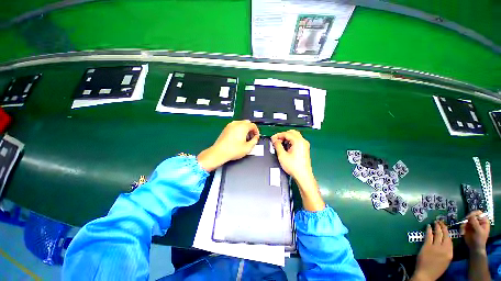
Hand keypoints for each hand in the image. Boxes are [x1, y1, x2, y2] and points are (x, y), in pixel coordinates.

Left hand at [197, 120, 258, 171]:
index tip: (256, 137)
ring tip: (245, 138)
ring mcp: (230, 125)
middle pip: (247, 123)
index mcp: (242, 126)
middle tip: (251, 137)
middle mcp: (236, 124)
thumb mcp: (248, 147)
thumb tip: (256, 138)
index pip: (253, 125)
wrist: (219, 152)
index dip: (256, 131)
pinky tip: (238, 138)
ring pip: (241, 124)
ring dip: (245, 129)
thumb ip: (255, 141)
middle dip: (251, 130)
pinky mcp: (226, 128)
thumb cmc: (233, 150)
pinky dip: (239, 130)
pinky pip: (235, 126)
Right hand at [271, 130, 312, 181]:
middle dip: (283, 135)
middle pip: (292, 132)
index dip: (278, 135)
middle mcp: (303, 141)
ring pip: (295, 136)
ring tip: (280, 144)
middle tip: (276, 140)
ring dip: (287, 138)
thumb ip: (277, 145)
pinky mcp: (305, 149)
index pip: (286, 133)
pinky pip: (297, 141)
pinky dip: (291, 141)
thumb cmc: (294, 167)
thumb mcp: (282, 155)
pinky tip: (286, 147)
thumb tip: (275, 140)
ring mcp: (305, 145)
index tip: (273, 138)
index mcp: (298, 141)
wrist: (303, 176)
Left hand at [412, 221, 452, 280]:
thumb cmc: (436, 269)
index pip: (450, 240)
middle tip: (441, 221)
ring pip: (437, 234)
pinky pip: (429, 236)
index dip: (448, 233)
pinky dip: (429, 230)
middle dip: (443, 227)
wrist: (426, 274)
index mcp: (450, 253)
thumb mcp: (446, 261)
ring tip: (435, 222)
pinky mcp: (427, 246)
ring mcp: (435, 247)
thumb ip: (446, 252)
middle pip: (445, 235)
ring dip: (436, 227)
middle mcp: (444, 249)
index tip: (446, 227)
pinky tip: (428, 226)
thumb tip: (444, 244)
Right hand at [460, 210, 489, 253]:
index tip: (468, 217)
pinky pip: (463, 224)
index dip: (473, 214)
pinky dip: (462, 228)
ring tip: (463, 230)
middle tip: (465, 224)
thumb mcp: (478, 230)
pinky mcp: (467, 227)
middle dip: (467, 220)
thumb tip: (470, 215)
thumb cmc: (479, 239)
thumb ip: (475, 222)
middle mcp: (478, 221)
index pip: (478, 213)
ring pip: (466, 220)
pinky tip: (462, 232)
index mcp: (483, 221)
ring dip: (464, 224)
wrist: (475, 247)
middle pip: (471, 216)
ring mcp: (472, 224)